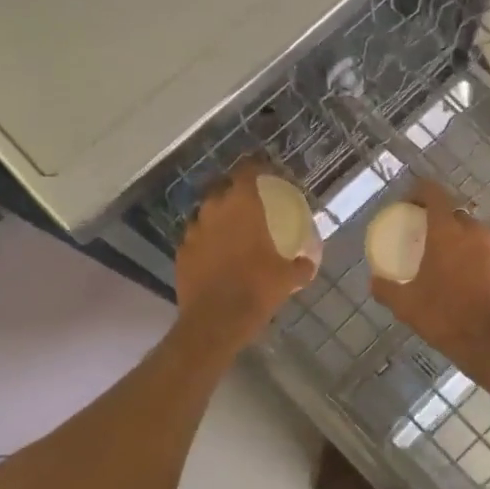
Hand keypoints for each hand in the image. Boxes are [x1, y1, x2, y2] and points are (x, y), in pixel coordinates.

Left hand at [173, 158, 317, 356]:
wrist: (215, 321)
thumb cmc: (256, 290)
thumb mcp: (288, 278)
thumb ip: (300, 265)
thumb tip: (308, 262)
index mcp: (243, 207)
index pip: (247, 171)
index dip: (257, 166)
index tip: (266, 171)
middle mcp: (214, 211)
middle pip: (222, 189)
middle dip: (235, 191)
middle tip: (250, 201)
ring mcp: (193, 231)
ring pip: (206, 213)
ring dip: (218, 217)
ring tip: (231, 229)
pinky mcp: (181, 253)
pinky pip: (196, 238)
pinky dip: (206, 241)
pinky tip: (215, 254)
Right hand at [370, 180, 489, 375]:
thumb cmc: (446, 318)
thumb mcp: (406, 306)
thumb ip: (386, 288)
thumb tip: (373, 281)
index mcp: (447, 231)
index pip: (434, 193)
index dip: (419, 191)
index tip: (407, 203)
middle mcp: (475, 231)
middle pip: (454, 213)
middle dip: (438, 218)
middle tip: (423, 235)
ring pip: (473, 232)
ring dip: (458, 237)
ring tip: (445, 256)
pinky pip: (487, 250)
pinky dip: (474, 254)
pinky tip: (466, 274)